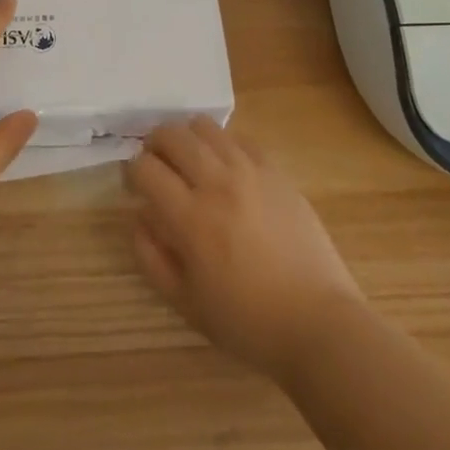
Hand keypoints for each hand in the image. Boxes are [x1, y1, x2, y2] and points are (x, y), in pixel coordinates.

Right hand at [126, 116, 364, 379]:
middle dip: (155, 144)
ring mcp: (249, 171)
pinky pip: (239, 138)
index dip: (132, 172)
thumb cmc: (248, 321)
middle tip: (157, 165)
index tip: (136, 186)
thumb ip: (151, 257)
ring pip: (204, 127)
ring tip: (190, 160)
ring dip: (188, 138)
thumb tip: (137, 216)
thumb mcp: (186, 303)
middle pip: (172, 135)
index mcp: (190, 218)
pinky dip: (223, 144)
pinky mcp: (275, 170)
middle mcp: (216, 183)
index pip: (145, 169)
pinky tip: (226, 167)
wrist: (317, 322)